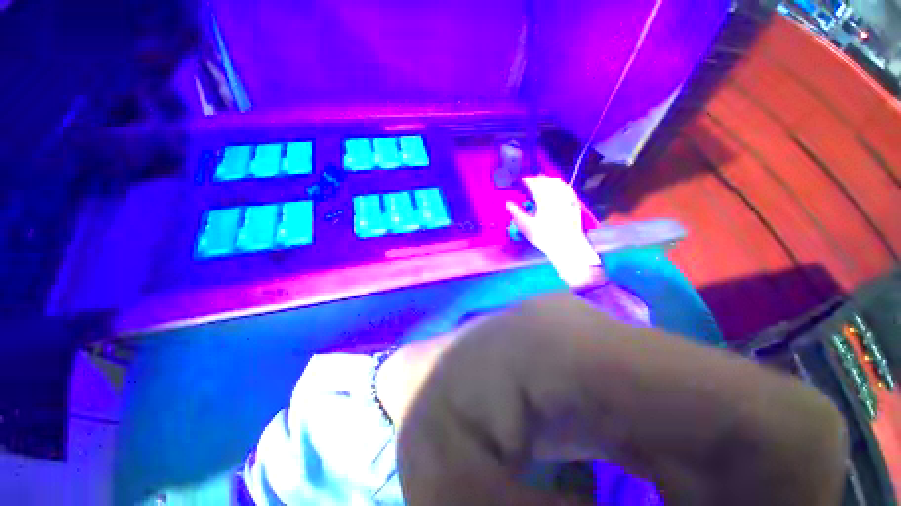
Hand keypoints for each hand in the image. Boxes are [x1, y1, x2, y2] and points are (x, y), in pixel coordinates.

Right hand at [506, 176, 601, 285]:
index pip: (535, 185)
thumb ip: (516, 213)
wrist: (566, 246)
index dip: (529, 181)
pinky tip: (562, 188)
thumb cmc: (543, 237)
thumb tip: (508, 203)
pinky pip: (569, 191)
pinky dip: (563, 187)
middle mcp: (556, 197)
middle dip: (540, 179)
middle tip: (533, 180)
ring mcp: (567, 201)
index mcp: (543, 200)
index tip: (523, 180)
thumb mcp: (526, 226)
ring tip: (546, 180)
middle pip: (548, 182)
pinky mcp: (574, 206)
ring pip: (560, 185)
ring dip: (551, 181)